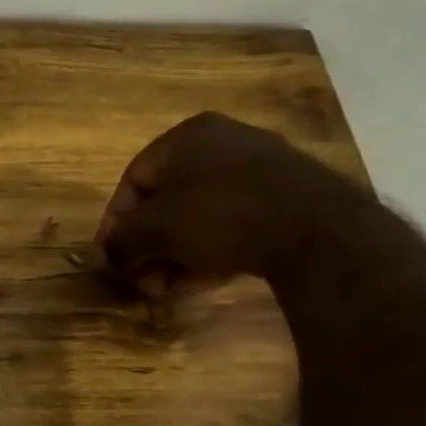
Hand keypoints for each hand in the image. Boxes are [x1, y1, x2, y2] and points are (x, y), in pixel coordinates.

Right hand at [95, 112, 361, 288]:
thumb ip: (122, 240)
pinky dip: (209, 251)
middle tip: (141, 280)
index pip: (133, 179)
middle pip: (166, 201)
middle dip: (148, 246)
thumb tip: (108, 253)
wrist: (318, 231)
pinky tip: (200, 282)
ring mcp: (260, 170)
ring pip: (198, 216)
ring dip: (174, 255)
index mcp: (187, 136)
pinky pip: (232, 224)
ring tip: (166, 289)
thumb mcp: (155, 229)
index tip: (109, 257)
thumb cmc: (219, 215)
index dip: (114, 222)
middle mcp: (223, 144)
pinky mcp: (287, 199)